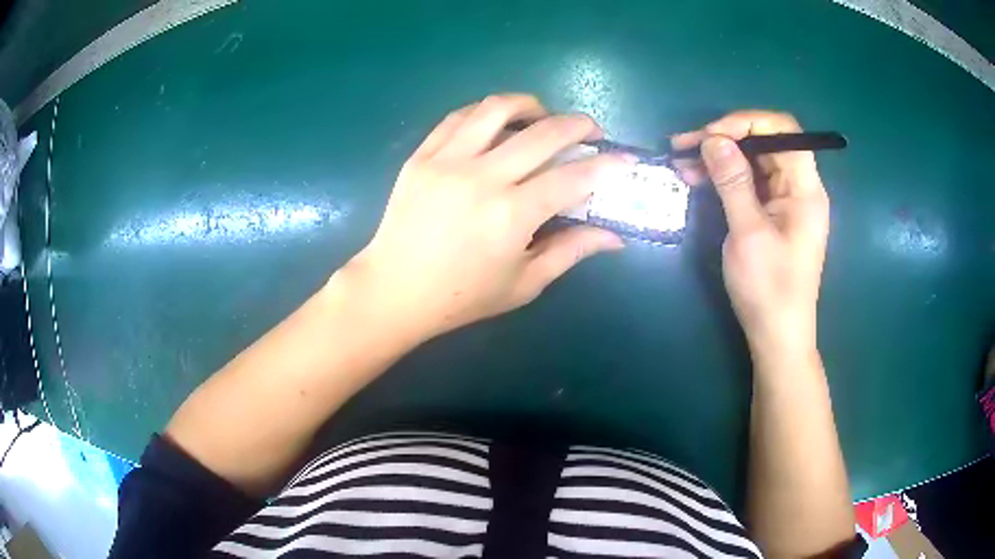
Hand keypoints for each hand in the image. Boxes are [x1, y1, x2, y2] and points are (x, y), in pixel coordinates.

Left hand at [345, 94, 632, 340]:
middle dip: (578, 124)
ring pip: (496, 109)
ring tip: (543, 114)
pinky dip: (485, 112)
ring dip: (530, 104)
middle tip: (590, 130)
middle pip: (544, 132)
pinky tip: (497, 121)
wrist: (394, 290)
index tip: (625, 158)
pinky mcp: (421, 156)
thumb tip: (614, 237)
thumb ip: (571, 252)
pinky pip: (458, 117)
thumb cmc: (461, 297)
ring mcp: (447, 161)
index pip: (574, 177)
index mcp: (512, 215)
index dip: (607, 165)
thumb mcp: (523, 284)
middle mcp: (483, 178)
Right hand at [671, 111, 829, 356]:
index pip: (782, 130)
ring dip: (719, 156)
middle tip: (684, 146)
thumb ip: (733, 182)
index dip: (746, 121)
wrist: (777, 337)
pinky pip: (749, 182)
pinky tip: (697, 179)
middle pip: (765, 142)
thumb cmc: (769, 290)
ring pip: (753, 160)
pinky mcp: (773, 214)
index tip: (709, 135)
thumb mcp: (748, 234)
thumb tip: (712, 139)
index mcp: (805, 188)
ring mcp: (785, 201)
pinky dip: (724, 177)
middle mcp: (799, 187)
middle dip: (725, 137)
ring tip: (682, 162)